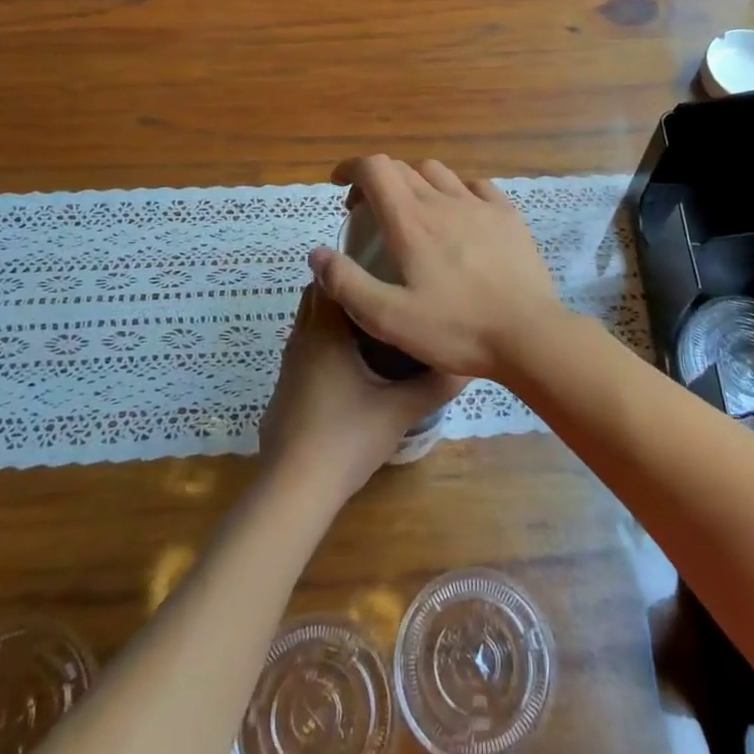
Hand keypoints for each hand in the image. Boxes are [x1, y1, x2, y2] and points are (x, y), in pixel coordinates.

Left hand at [258, 285, 464, 502]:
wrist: (295, 489)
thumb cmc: (347, 437)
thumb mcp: (400, 409)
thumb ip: (435, 384)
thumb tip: (467, 365)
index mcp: (324, 332)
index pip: (329, 278)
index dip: (353, 266)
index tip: (385, 265)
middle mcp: (301, 340)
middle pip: (317, 297)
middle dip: (346, 290)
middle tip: (386, 294)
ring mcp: (288, 366)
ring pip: (309, 325)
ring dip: (335, 319)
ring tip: (375, 326)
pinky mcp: (285, 390)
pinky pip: (305, 350)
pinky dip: (325, 345)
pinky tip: (353, 367)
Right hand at [307, 155, 565, 381]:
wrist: (529, 335)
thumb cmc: (456, 329)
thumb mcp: (389, 318)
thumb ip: (347, 284)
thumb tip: (317, 253)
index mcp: (411, 222)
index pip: (375, 168)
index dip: (352, 168)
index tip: (340, 185)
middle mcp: (443, 201)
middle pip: (402, 169)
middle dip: (377, 181)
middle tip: (369, 213)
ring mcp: (480, 205)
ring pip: (438, 172)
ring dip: (415, 183)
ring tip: (413, 213)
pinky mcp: (508, 216)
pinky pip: (476, 186)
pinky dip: (456, 190)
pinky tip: (459, 215)